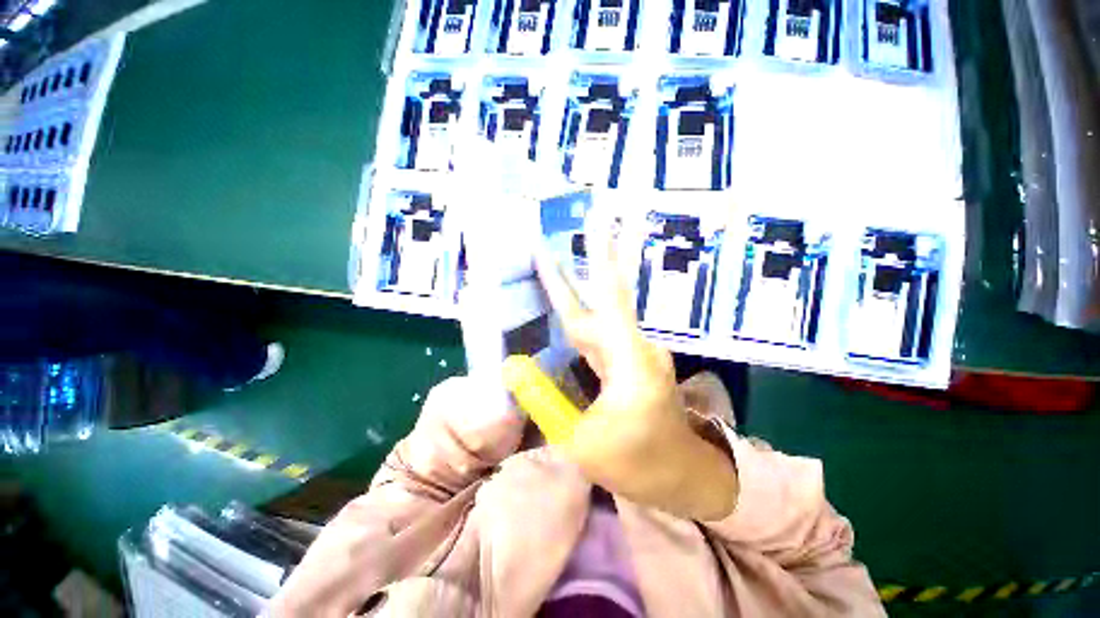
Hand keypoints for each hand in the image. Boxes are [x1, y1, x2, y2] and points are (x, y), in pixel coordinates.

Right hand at [533, 220, 737, 520]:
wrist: (681, 475)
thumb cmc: (637, 463)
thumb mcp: (581, 440)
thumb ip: (544, 400)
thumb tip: (511, 366)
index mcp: (630, 361)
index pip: (611, 296)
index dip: (602, 255)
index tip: (598, 219)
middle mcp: (634, 345)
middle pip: (602, 297)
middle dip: (587, 261)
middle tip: (576, 224)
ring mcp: (633, 351)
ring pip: (597, 314)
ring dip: (571, 293)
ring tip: (547, 265)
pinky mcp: (628, 359)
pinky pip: (598, 333)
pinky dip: (576, 319)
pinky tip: (560, 311)